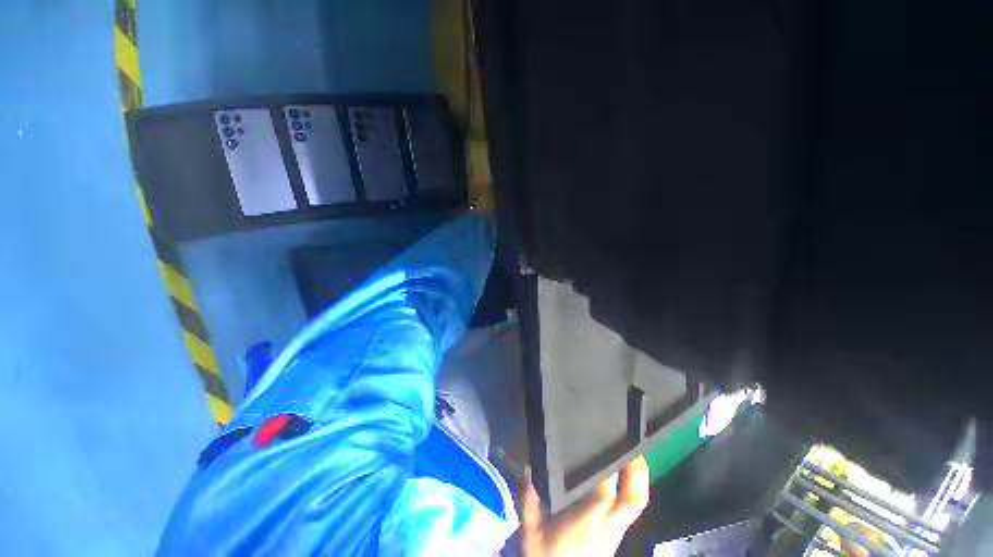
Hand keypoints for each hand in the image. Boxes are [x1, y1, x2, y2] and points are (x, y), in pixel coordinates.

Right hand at [520, 456, 649, 556]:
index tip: (605, 444)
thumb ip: (529, 497)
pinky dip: (633, 488)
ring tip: (633, 452)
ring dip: (639, 478)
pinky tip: (625, 474)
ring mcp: (616, 533)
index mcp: (584, 525)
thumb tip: (528, 465)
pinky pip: (632, 509)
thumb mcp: (530, 530)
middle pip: (632, 500)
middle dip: (637, 471)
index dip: (608, 472)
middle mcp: (606, 527)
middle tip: (631, 444)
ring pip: (637, 504)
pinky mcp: (618, 535)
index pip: (603, 496)